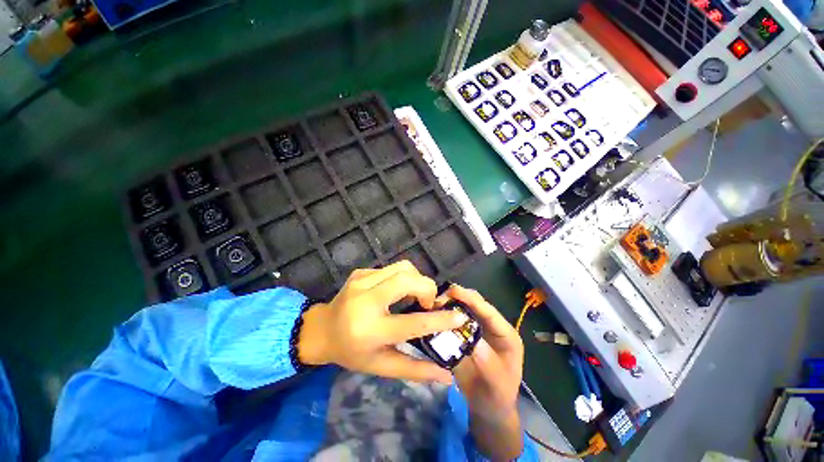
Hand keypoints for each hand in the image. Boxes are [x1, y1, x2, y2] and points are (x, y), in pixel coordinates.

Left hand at [297, 261, 469, 383]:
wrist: (322, 330)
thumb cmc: (352, 352)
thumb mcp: (382, 366)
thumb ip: (415, 370)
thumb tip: (447, 376)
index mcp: (370, 330)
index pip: (413, 323)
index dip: (441, 320)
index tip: (460, 316)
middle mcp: (365, 301)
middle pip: (407, 280)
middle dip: (427, 288)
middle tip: (427, 303)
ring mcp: (361, 281)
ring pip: (402, 268)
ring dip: (416, 279)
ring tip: (414, 295)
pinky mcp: (360, 272)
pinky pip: (391, 268)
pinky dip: (402, 277)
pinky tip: (395, 291)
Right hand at [441, 284, 524, 459]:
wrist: (487, 407)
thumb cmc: (498, 396)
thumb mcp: (497, 383)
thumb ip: (487, 361)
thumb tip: (470, 338)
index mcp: (505, 334)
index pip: (489, 312)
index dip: (472, 300)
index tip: (453, 290)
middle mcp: (491, 327)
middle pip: (475, 305)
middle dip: (458, 297)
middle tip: (438, 297)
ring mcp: (477, 329)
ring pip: (463, 309)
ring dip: (449, 303)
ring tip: (433, 302)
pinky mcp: (465, 334)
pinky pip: (454, 320)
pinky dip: (444, 315)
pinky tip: (433, 313)